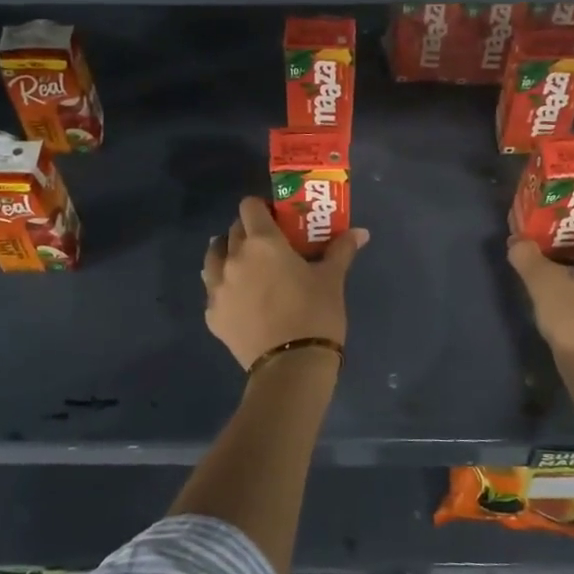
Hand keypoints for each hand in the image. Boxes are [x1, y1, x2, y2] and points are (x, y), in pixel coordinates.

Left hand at [203, 198, 369, 369]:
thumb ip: (341, 249)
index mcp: (262, 242)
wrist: (291, 367)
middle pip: (233, 230)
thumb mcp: (332, 279)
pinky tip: (240, 298)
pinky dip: (223, 286)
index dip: (261, 208)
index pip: (249, 206)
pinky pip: (213, 289)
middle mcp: (234, 257)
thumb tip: (361, 232)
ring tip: (246, 267)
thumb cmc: (315, 314)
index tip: (276, 218)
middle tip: (269, 245)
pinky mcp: (212, 314)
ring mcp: (217, 287)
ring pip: (214, 256)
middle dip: (248, 231)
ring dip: (228, 253)